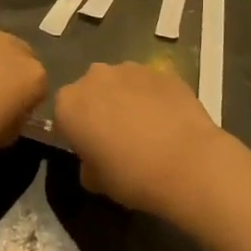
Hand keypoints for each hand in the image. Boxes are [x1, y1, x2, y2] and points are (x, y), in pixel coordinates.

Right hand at [54, 63, 222, 216]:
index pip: (63, 114)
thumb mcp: (96, 182)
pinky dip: (153, 97)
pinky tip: (168, 121)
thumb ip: (86, 164)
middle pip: (90, 91)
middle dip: (99, 108)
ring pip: (120, 82)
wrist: (188, 163)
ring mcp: (130, 68)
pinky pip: (150, 84)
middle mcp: (94, 77)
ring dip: (126, 99)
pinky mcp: (162, 70)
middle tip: (117, 137)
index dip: (75, 132)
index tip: (90, 149)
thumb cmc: (132, 176)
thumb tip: (93, 160)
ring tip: (147, 127)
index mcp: (69, 103)